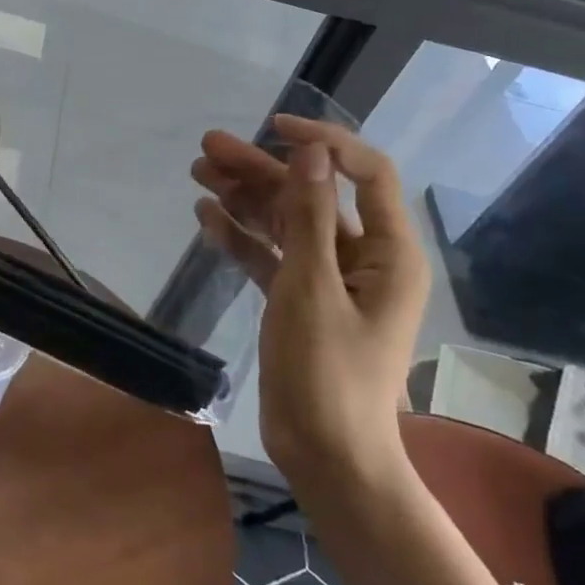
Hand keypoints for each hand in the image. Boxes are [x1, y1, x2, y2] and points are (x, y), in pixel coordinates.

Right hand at [192, 117, 429, 484]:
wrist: (326, 457)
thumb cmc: (328, 374)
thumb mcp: (312, 289)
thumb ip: (309, 218)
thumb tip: (312, 151)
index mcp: (387, 252)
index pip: (366, 174)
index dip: (325, 142)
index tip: (274, 128)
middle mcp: (362, 258)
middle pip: (312, 195)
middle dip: (262, 170)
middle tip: (207, 148)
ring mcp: (328, 279)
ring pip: (285, 222)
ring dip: (245, 198)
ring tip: (197, 173)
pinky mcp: (300, 300)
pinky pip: (271, 255)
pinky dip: (242, 236)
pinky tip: (207, 217)